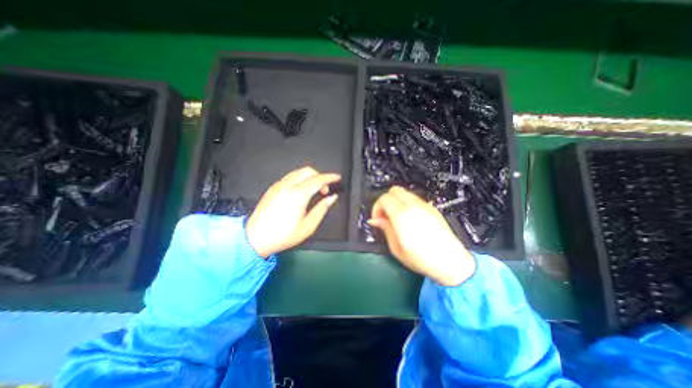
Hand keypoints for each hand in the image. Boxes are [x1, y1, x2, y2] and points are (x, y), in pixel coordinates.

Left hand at [246, 167, 339, 257]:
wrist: (255, 238)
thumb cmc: (282, 235)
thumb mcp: (308, 226)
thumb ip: (322, 209)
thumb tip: (332, 198)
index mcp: (298, 195)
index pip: (318, 179)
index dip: (330, 177)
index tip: (337, 178)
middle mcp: (287, 186)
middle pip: (308, 171)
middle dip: (320, 176)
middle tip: (325, 189)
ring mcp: (278, 185)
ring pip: (298, 172)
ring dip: (310, 177)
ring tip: (314, 190)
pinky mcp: (273, 188)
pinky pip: (290, 176)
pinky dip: (300, 179)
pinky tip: (302, 191)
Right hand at [370, 187, 479, 285]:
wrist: (450, 262)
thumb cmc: (422, 259)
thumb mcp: (397, 248)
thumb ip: (385, 229)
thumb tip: (375, 220)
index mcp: (402, 216)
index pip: (384, 198)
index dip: (377, 207)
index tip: (377, 218)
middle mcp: (413, 206)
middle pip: (394, 190)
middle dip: (385, 200)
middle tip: (385, 215)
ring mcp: (424, 206)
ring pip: (404, 192)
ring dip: (396, 201)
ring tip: (396, 217)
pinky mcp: (432, 209)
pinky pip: (414, 199)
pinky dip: (406, 203)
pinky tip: (408, 218)